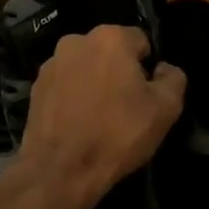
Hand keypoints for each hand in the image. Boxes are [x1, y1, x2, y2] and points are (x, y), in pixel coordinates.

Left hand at [4, 25, 186, 208]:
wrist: (60, 170)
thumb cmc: (118, 134)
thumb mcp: (166, 109)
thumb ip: (173, 79)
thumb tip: (163, 69)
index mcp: (110, 37)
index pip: (141, 42)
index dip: (148, 69)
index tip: (147, 96)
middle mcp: (76, 40)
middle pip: (110, 52)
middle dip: (119, 72)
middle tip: (125, 107)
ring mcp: (51, 64)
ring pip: (85, 68)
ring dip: (94, 83)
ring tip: (99, 118)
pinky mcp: (34, 87)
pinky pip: (65, 85)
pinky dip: (73, 97)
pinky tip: (78, 123)